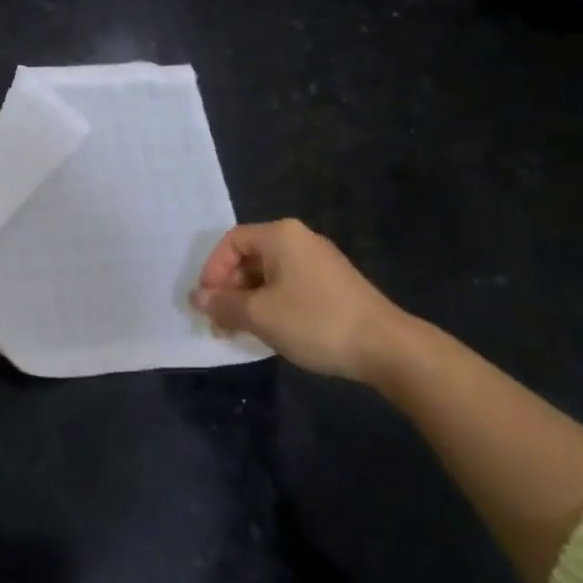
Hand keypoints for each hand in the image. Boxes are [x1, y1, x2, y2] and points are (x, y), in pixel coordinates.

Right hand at [191, 219, 411, 382]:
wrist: (386, 347)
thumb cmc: (315, 321)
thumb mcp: (260, 315)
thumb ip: (224, 304)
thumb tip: (196, 298)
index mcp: (281, 235)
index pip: (231, 241)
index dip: (212, 270)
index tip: (206, 303)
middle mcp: (299, 239)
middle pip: (250, 256)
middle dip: (229, 289)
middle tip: (219, 322)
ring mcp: (319, 261)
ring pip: (269, 274)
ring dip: (248, 300)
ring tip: (240, 331)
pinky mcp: (333, 284)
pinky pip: (289, 285)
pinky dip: (271, 303)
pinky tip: (270, 330)